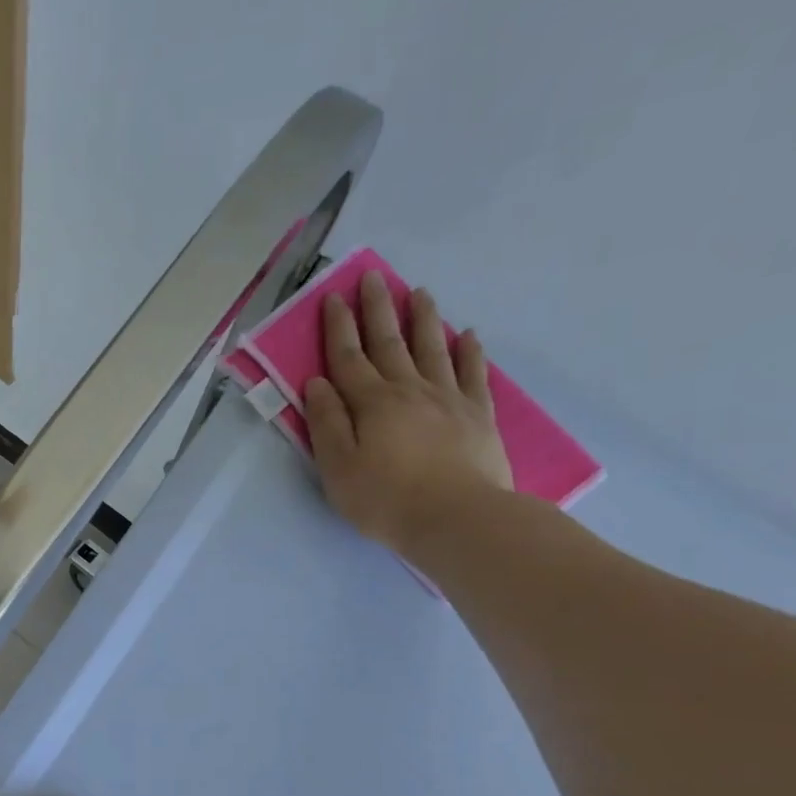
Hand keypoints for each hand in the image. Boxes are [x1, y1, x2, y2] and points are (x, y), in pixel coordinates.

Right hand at [301, 271, 512, 551]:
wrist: (456, 518)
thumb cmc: (385, 499)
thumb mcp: (338, 468)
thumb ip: (327, 424)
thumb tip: (317, 383)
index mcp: (371, 403)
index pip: (348, 358)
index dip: (339, 327)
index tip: (333, 297)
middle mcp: (409, 390)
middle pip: (389, 343)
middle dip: (377, 310)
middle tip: (372, 278)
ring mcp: (448, 399)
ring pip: (432, 348)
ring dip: (422, 319)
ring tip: (418, 292)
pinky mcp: (477, 414)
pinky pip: (472, 373)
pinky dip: (469, 351)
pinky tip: (467, 335)